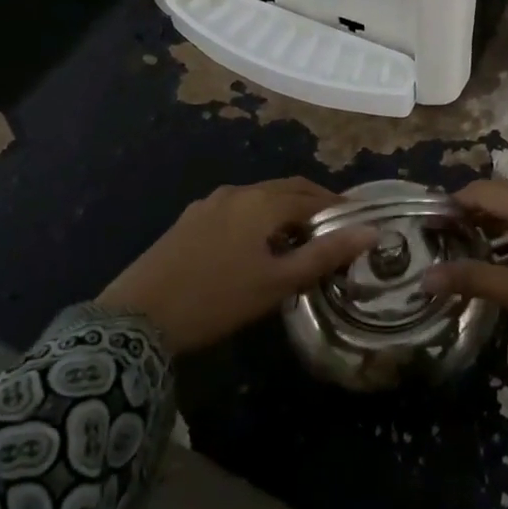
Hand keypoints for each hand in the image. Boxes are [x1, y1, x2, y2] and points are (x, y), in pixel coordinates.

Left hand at [97, 179, 373, 354]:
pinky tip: (255, 246)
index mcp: (262, 202)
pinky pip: (236, 209)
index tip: (357, 226)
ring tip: (298, 241)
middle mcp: (237, 192)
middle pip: (286, 190)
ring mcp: (209, 204)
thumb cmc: (218, 299)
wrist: (136, 318)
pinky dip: (258, 219)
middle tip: (333, 231)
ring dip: (284, 212)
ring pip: (260, 199)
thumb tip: (371, 232)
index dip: (339, 209)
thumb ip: (325, 254)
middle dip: (313, 205)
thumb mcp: (278, 282)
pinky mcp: (189, 220)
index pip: (313, 196)